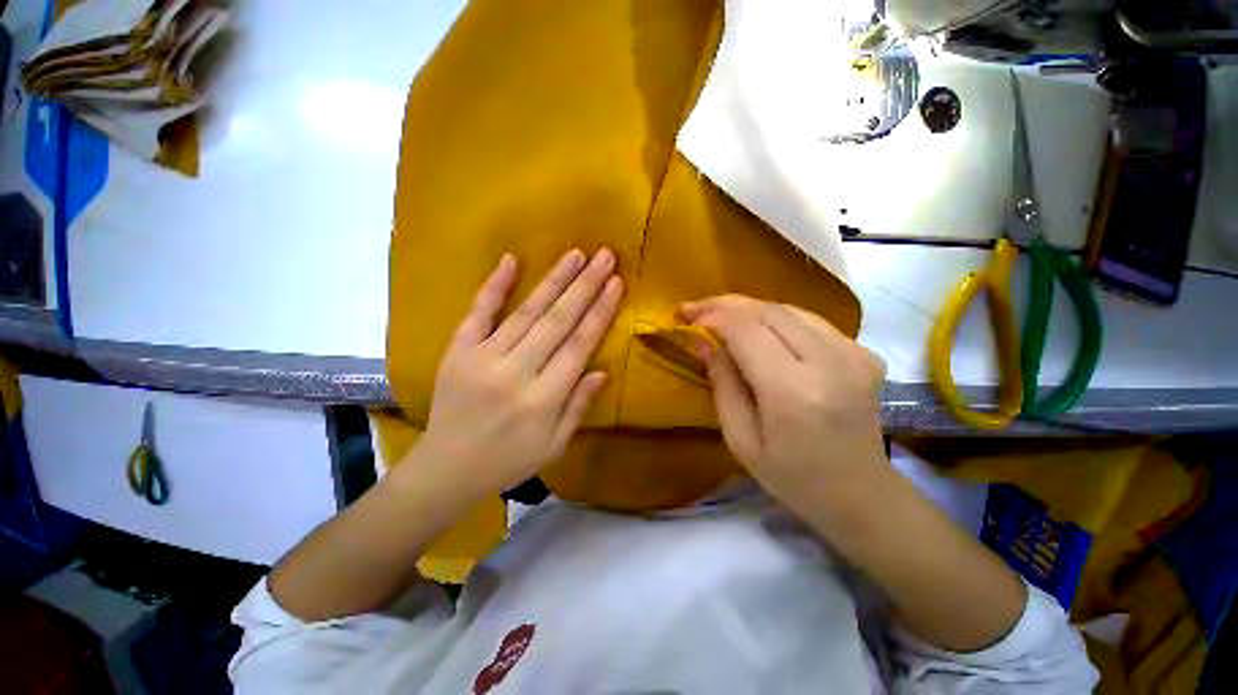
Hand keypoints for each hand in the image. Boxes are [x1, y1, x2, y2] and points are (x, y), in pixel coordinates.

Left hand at [407, 249, 622, 504]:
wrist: (445, 470)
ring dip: (553, 280)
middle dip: (585, 286)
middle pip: (557, 321)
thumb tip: (602, 371)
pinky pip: (477, 313)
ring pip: (525, 311)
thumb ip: (578, 406)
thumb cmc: (508, 461)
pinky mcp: (457, 352)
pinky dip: (494, 286)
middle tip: (605, 257)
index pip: (578, 346)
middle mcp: (514, 373)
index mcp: (542, 400)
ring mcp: (481, 358)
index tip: (616, 284)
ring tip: (576, 254)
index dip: (600, 313)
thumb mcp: (554, 446)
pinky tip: (511, 260)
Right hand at [680, 295, 886, 504]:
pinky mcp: (867, 354)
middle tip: (696, 310)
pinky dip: (778, 319)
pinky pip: (812, 321)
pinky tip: (759, 330)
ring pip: (790, 309)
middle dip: (726, 305)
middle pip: (769, 311)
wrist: (861, 494)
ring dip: (749, 308)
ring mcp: (855, 355)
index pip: (747, 331)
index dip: (713, 318)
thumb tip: (702, 341)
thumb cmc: (792, 477)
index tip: (688, 320)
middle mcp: (830, 364)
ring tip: (720, 315)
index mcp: (794, 393)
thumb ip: (722, 384)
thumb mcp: (740, 440)